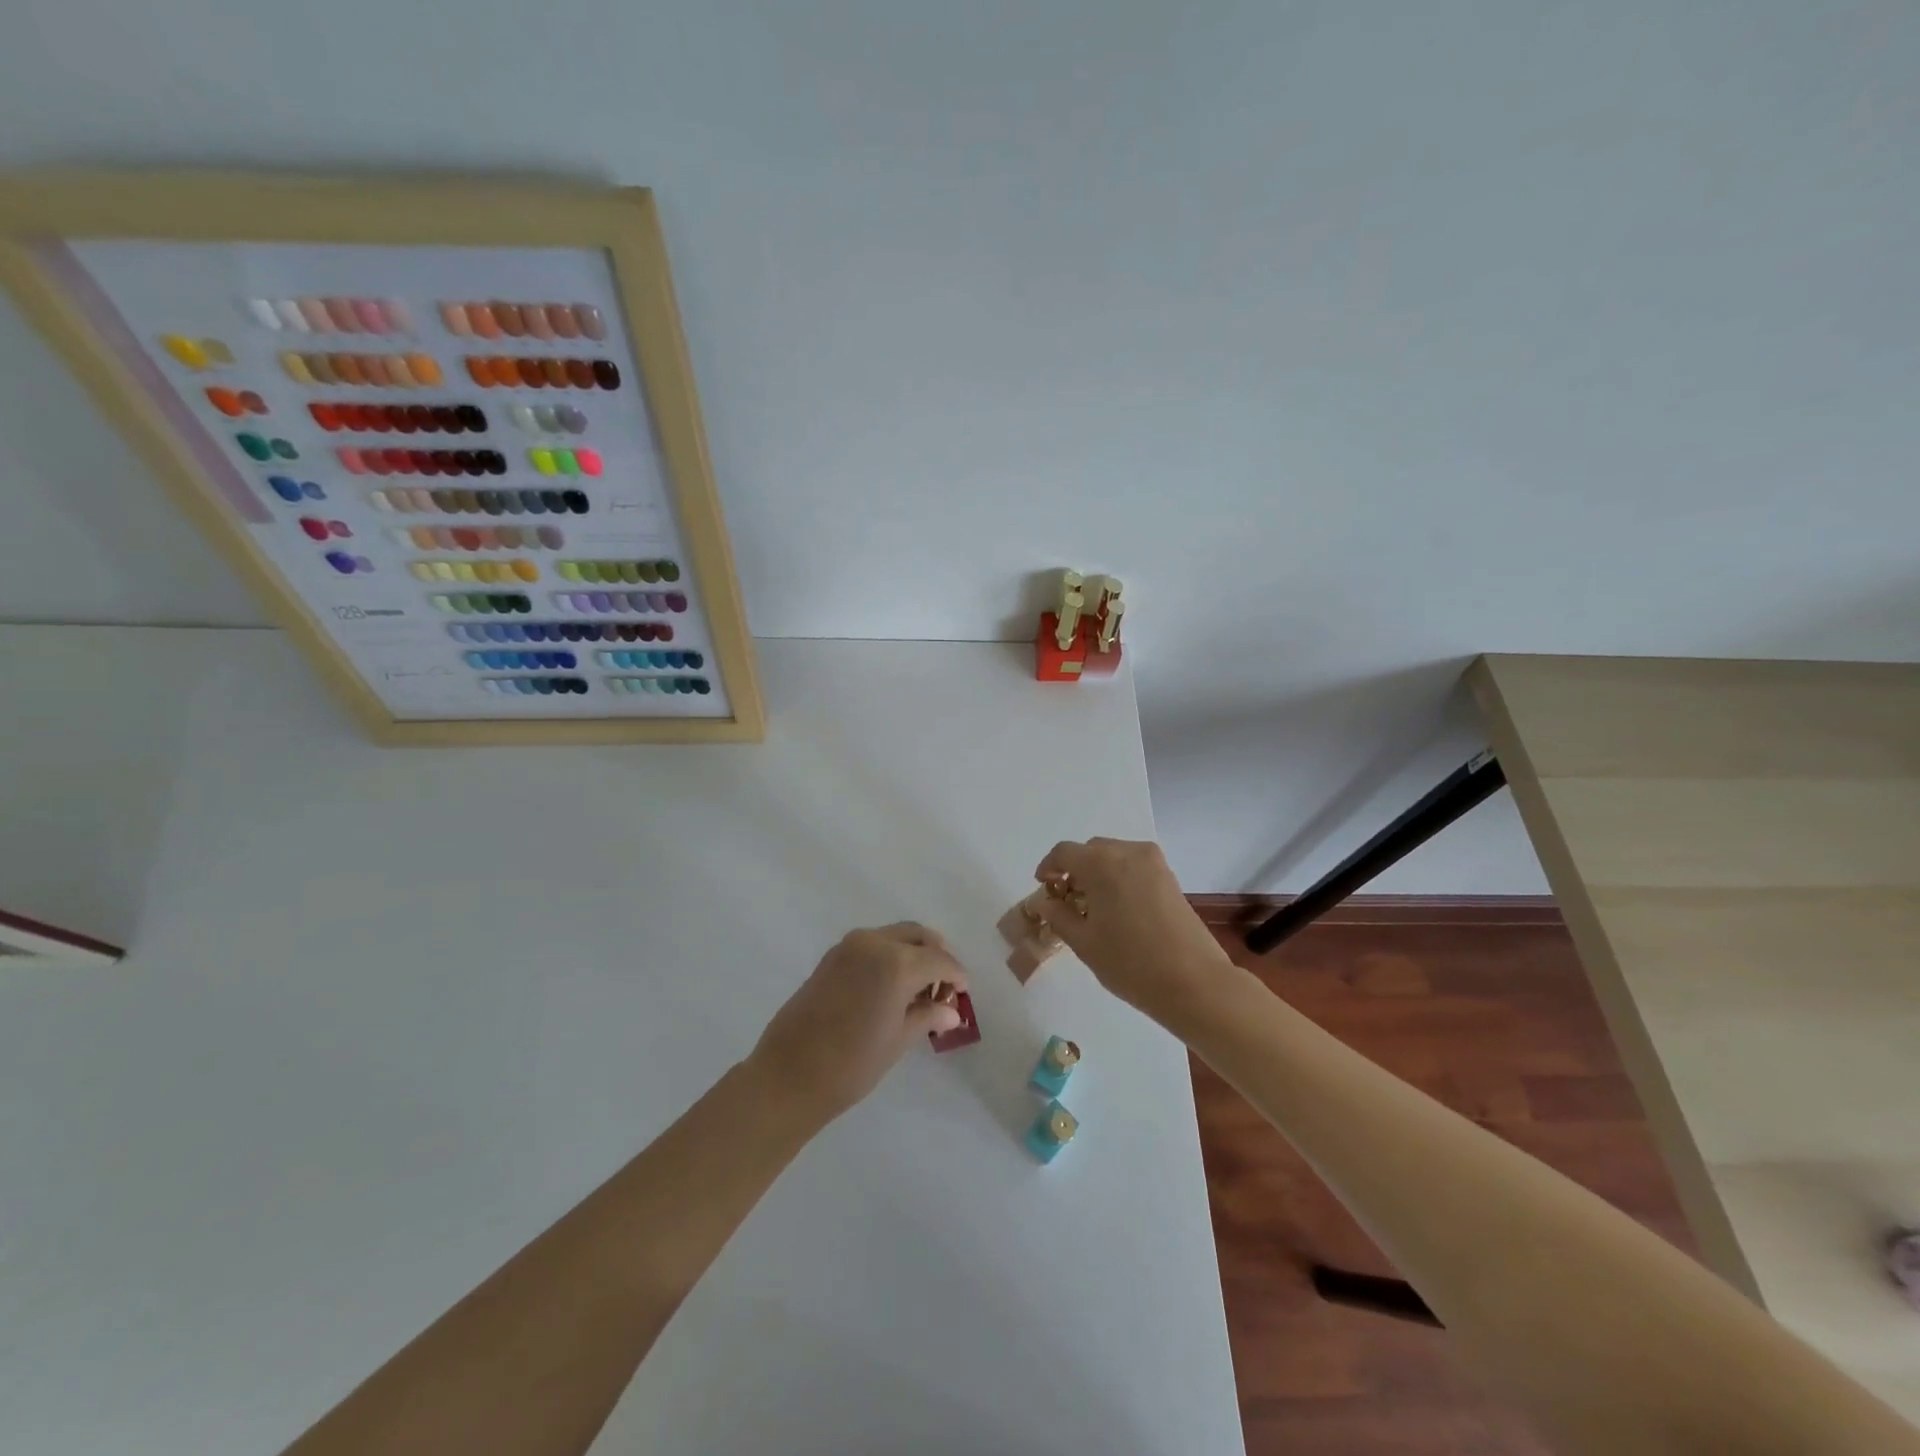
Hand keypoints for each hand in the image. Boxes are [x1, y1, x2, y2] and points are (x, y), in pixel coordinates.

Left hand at [748, 923, 967, 1124]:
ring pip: (894, 936)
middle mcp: (874, 943)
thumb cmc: (851, 1064)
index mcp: (897, 963)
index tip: (963, 993)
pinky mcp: (832, 956)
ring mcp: (849, 946)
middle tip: (942, 987)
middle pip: (918, 936)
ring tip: (917, 990)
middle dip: (935, 956)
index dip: (956, 975)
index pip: (940, 960)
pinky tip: (891, 986)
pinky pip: (872, 945)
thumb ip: (927, 1016)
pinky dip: (889, 956)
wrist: (788, 1075)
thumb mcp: (898, 1040)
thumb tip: (952, 1011)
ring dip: (912, 953)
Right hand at [1031, 838, 1236, 1024]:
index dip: (1049, 867)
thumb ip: (1058, 916)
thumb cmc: (1130, 963)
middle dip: (1075, 870)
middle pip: (1090, 851)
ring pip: (1114, 856)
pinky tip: (1117, 909)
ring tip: (1093, 907)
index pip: (1064, 852)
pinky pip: (1133, 866)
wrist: (1194, 982)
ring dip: (1097, 873)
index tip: (1044, 888)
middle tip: (1067, 901)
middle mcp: (1127, 852)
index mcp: (1101, 863)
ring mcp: (1153, 862)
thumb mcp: (1083, 942)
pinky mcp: (1169, 877)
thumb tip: (1045, 902)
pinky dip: (1119, 877)